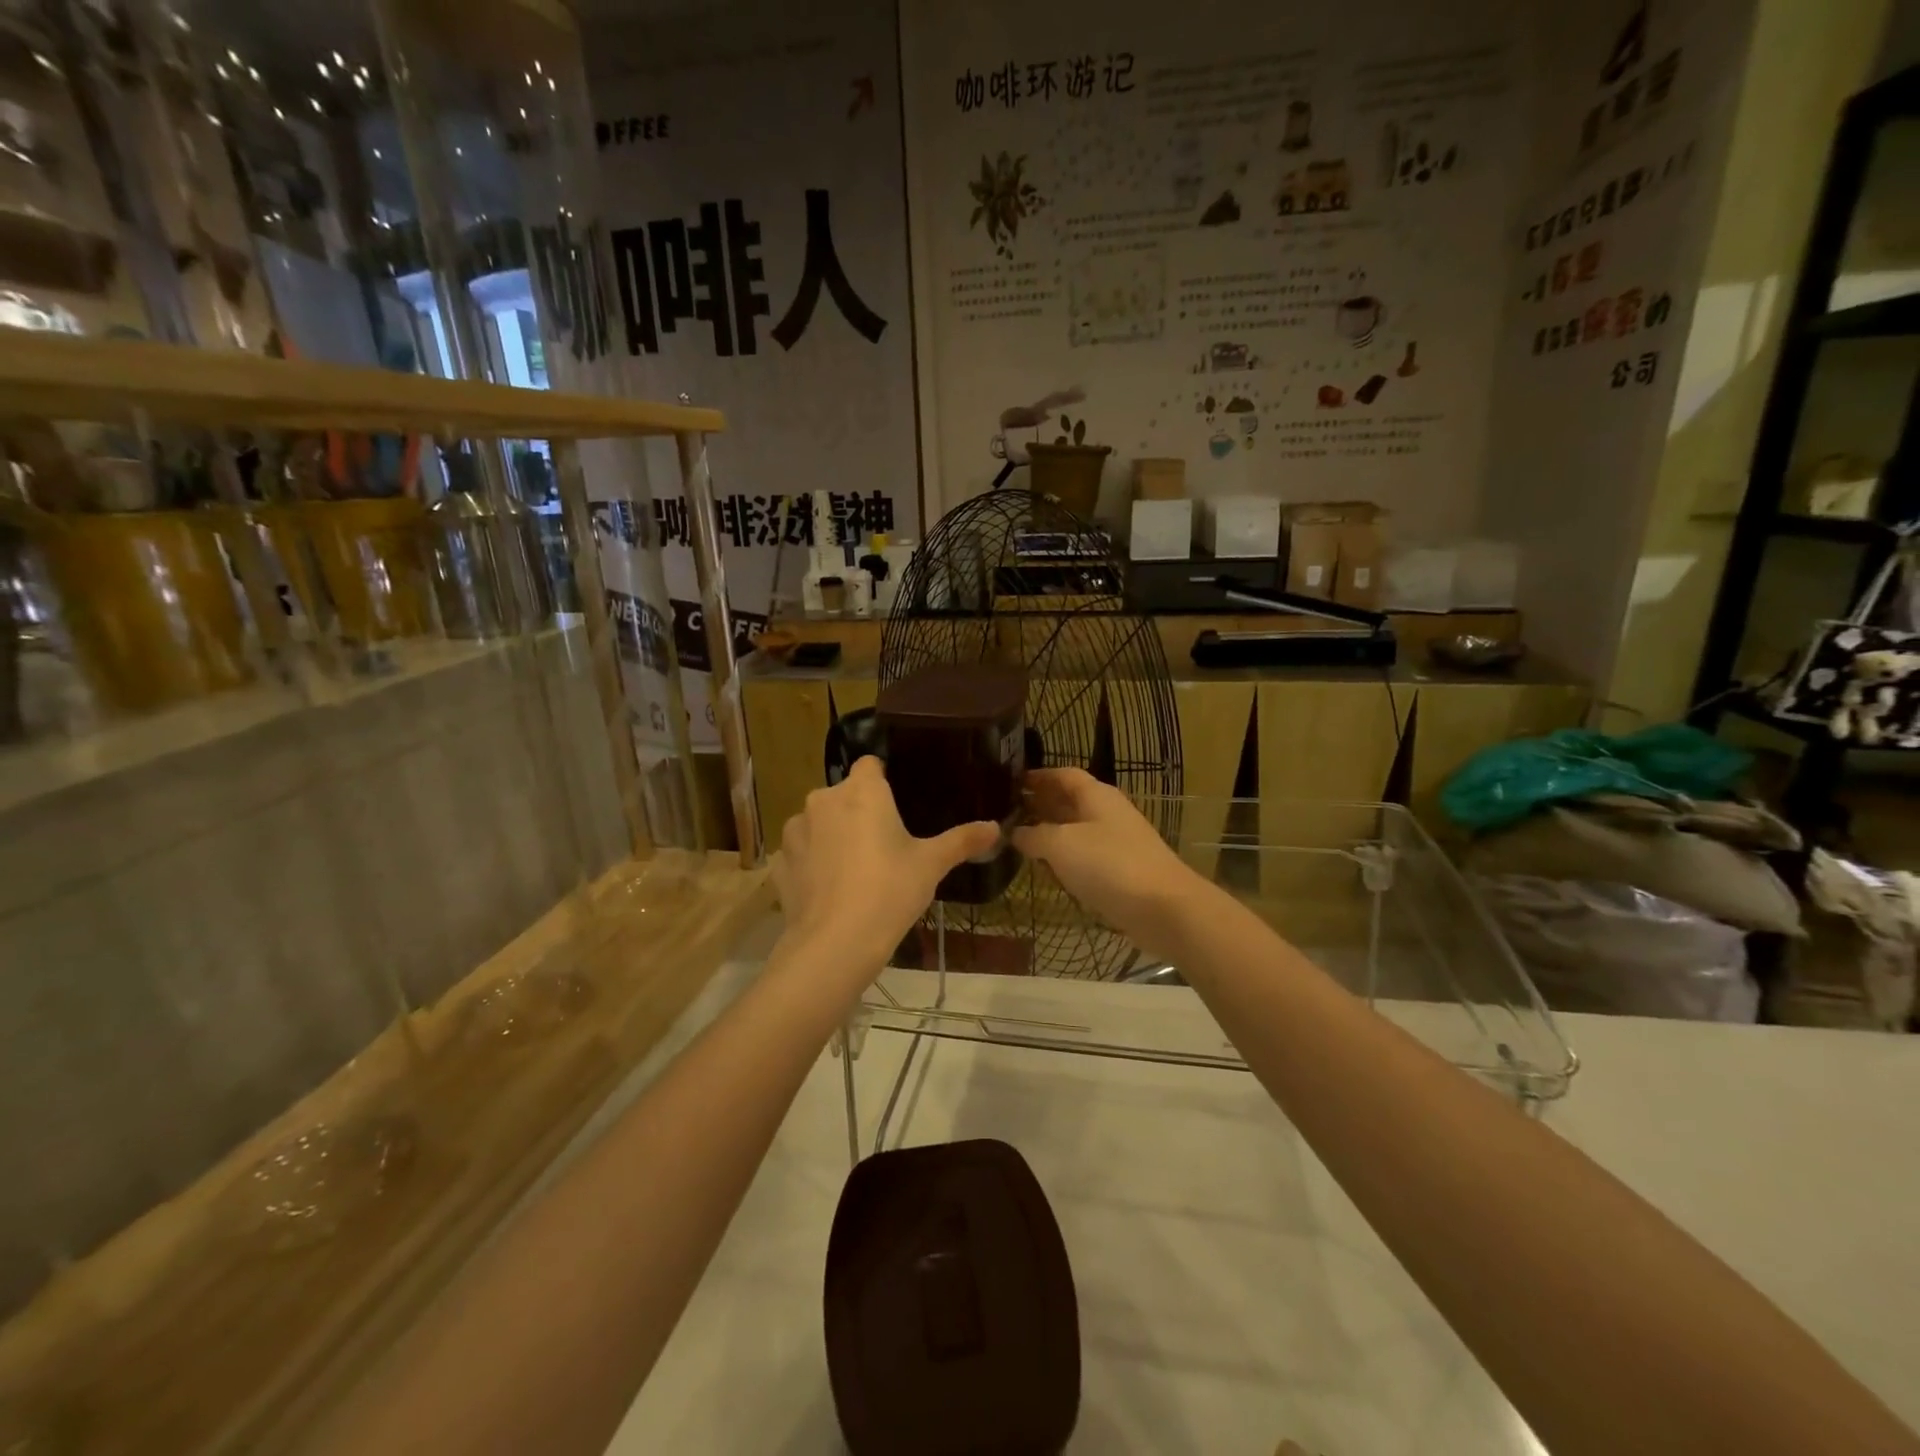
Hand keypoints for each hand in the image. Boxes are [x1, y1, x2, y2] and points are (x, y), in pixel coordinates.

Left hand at [773, 757, 998, 980]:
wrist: (835, 943)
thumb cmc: (890, 891)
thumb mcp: (931, 865)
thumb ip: (962, 841)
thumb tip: (996, 827)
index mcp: (862, 791)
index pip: (870, 765)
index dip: (882, 780)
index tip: (896, 804)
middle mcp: (823, 799)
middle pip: (843, 794)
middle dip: (859, 811)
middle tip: (883, 844)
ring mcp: (795, 830)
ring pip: (818, 822)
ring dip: (832, 835)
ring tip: (853, 870)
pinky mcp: (779, 862)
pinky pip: (800, 853)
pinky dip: (812, 863)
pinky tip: (827, 889)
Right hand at [1013, 768, 1208, 957]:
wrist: (1164, 908)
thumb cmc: (1108, 865)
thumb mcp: (1060, 845)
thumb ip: (1033, 835)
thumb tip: (1015, 832)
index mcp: (1096, 795)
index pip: (1063, 775)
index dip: (1038, 776)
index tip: (1012, 782)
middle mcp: (1108, 812)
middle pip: (1070, 801)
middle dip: (1041, 805)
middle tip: (1009, 813)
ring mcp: (1118, 842)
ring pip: (1078, 830)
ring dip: (1052, 833)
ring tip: (1021, 841)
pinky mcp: (1122, 871)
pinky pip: (1087, 857)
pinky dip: (1066, 858)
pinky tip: (1050, 870)